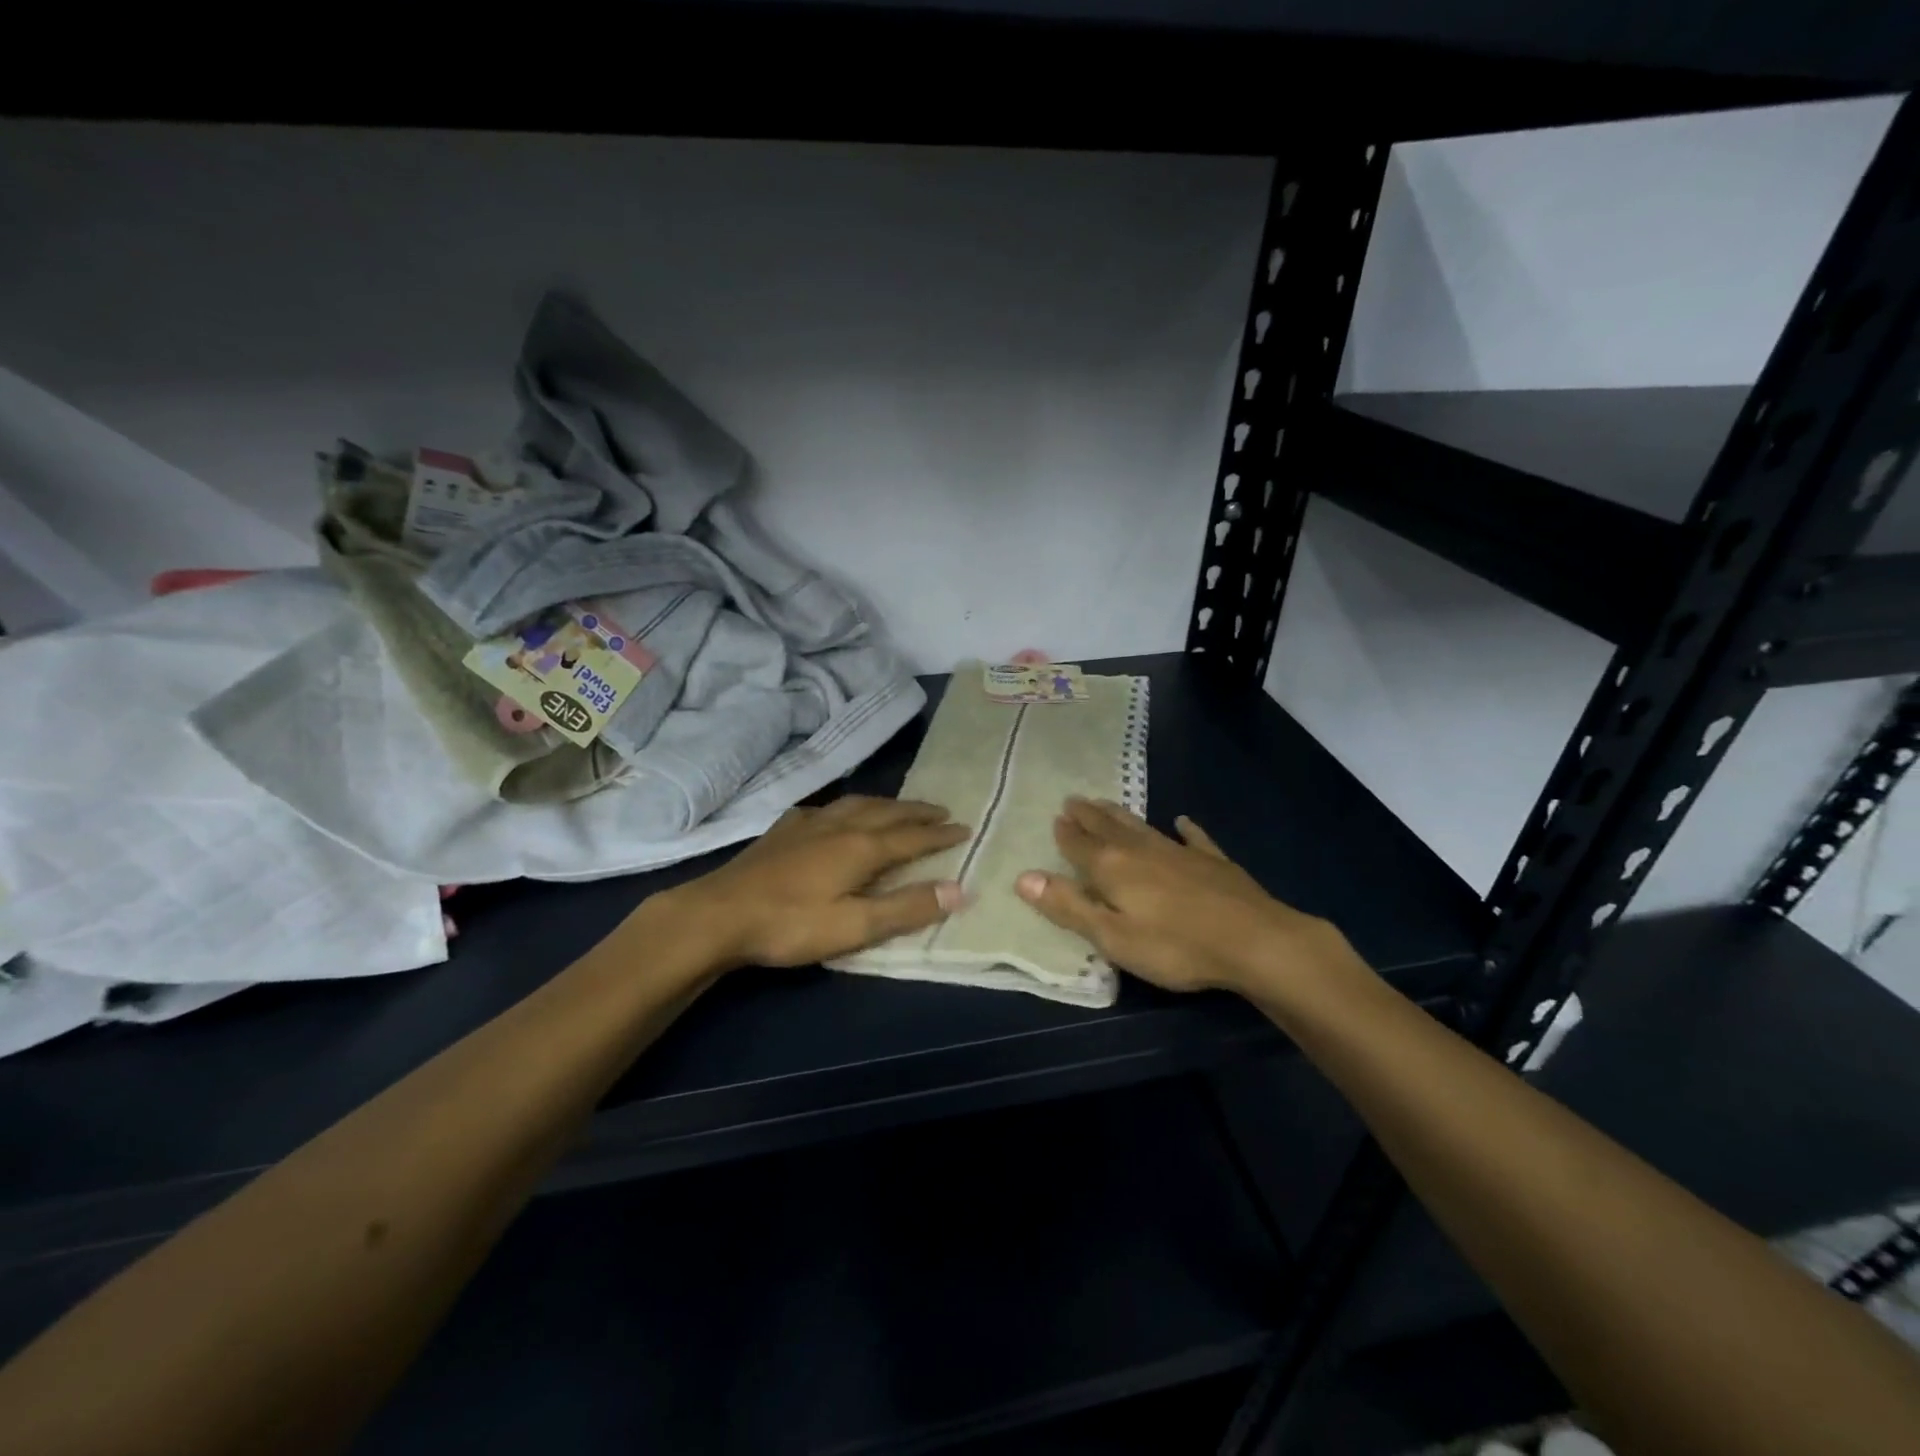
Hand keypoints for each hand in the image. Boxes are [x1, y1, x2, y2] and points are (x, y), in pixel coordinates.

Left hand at [670, 796, 969, 968]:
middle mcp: (840, 825)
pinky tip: (837, 814)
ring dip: (886, 804)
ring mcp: (808, 824)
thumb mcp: (855, 926)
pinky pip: (826, 808)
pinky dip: (847, 807)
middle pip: (888, 812)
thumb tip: (959, 889)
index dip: (940, 834)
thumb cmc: (791, 924)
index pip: (912, 837)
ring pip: (858, 804)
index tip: (965, 828)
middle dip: (918, 812)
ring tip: (899, 807)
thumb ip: (907, 907)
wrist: (720, 913)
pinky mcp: (783, 829)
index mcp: (861, 847)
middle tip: (942, 811)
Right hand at [1014, 797, 1350, 997]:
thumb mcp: (1112, 937)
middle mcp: (1142, 851)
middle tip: (1073, 799)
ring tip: (1106, 803)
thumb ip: (1068, 907)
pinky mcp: (1213, 862)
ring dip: (1121, 815)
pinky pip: (1193, 838)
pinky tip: (1182, 820)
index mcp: (1113, 869)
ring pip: (1142, 827)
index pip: (1080, 846)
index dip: (1066, 833)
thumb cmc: (1174, 946)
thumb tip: (1023, 877)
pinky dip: (1184, 829)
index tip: (1056, 816)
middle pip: (1108, 828)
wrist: (1255, 941)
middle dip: (1088, 815)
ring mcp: (1180, 852)